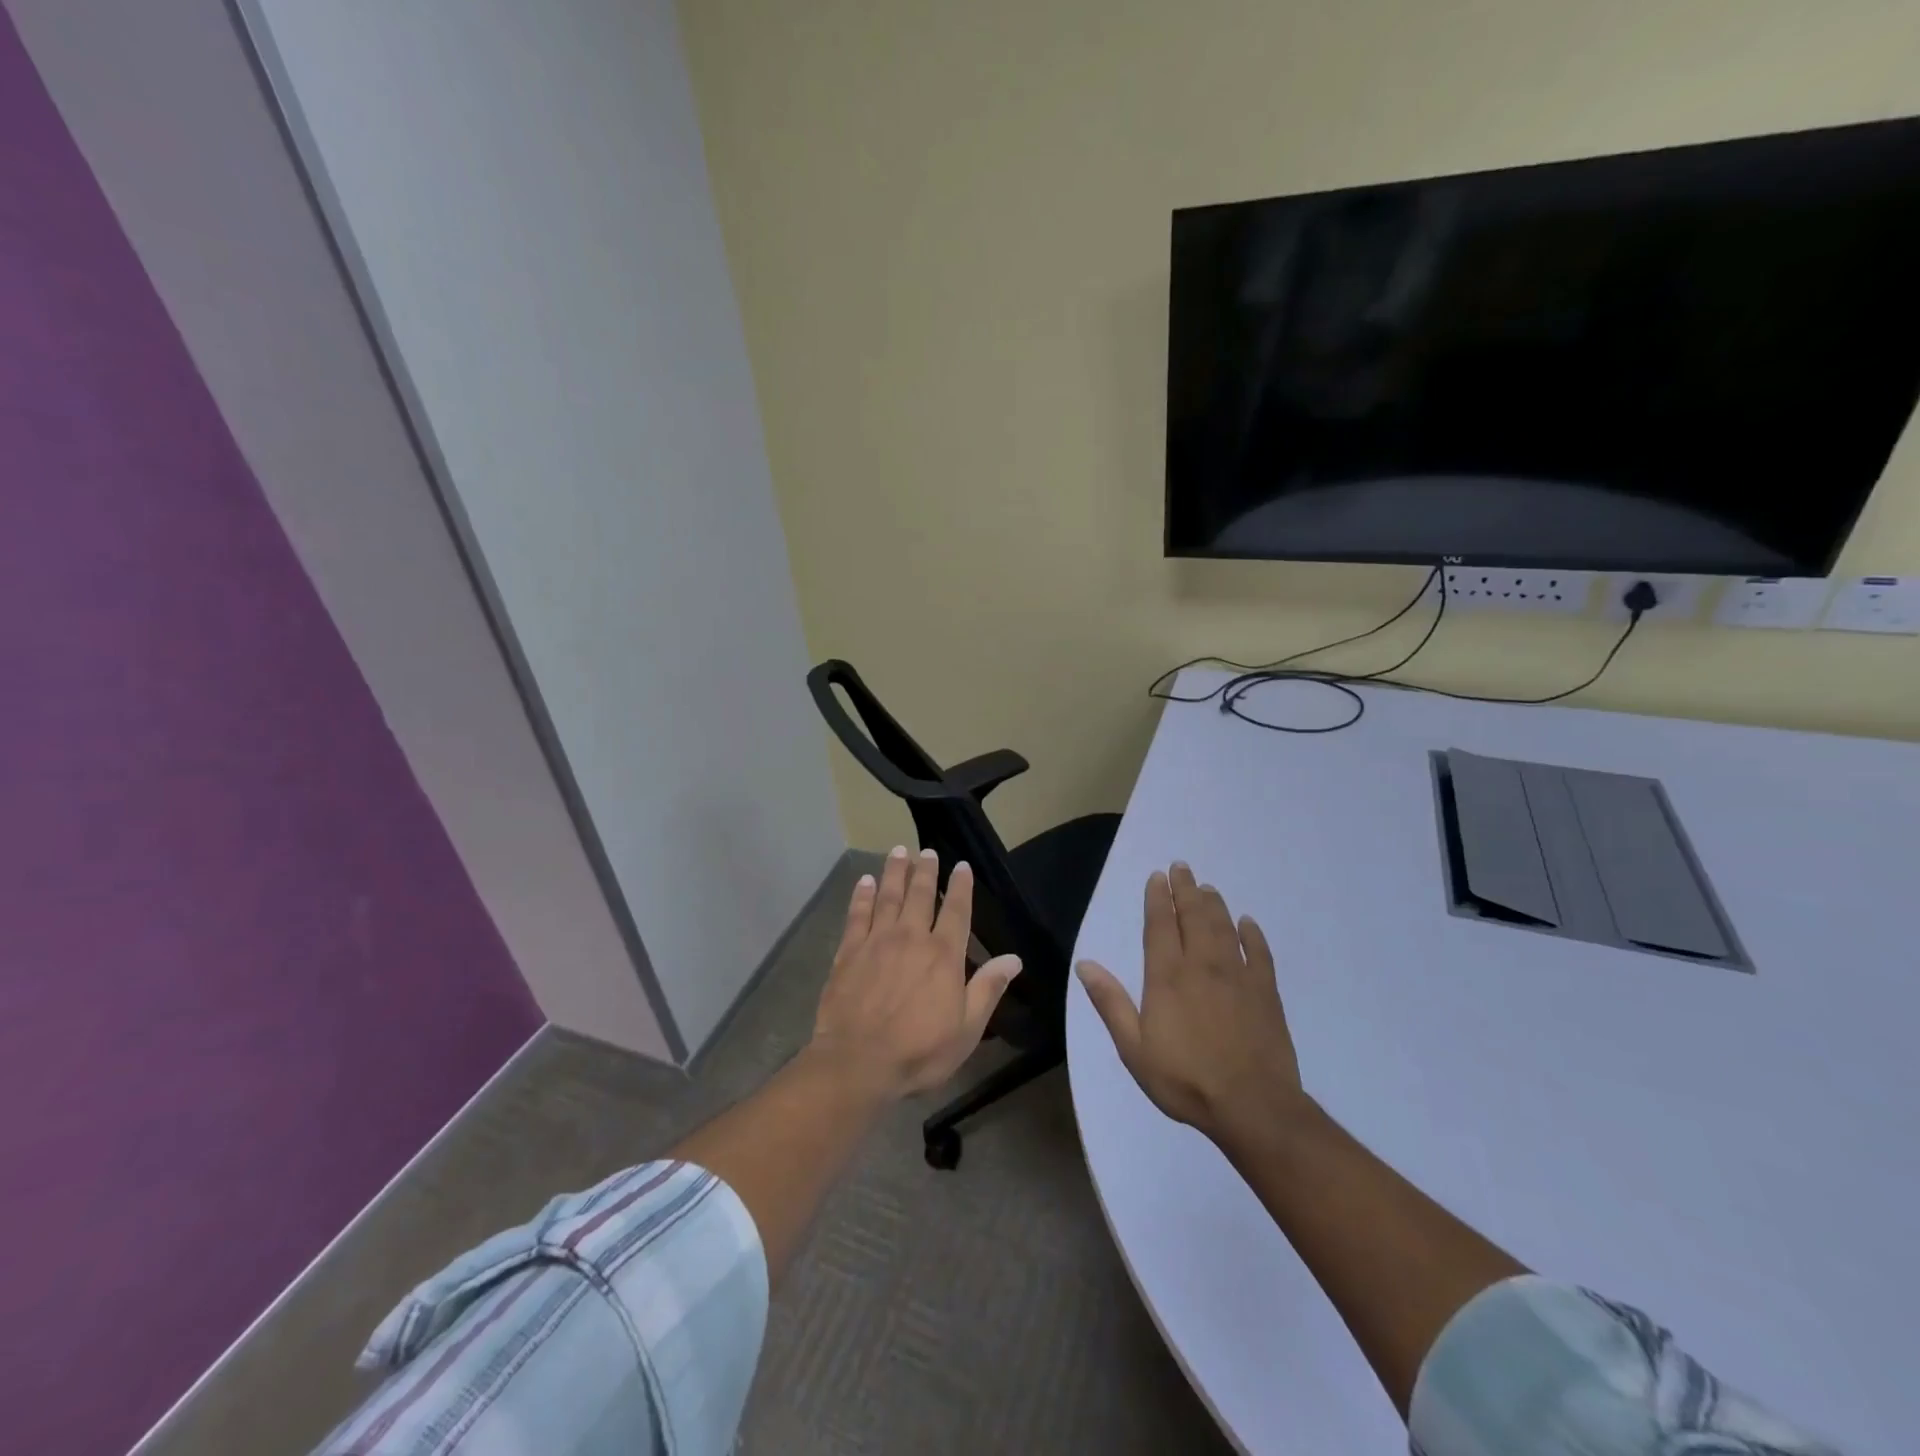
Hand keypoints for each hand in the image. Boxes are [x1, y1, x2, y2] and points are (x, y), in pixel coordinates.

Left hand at [810, 845, 1022, 1100]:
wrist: (858, 1062)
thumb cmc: (919, 1051)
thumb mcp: (967, 1028)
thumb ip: (988, 989)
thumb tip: (1014, 959)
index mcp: (944, 955)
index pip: (957, 911)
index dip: (961, 886)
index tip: (962, 866)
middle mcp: (911, 938)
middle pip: (920, 895)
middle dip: (925, 870)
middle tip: (927, 851)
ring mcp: (877, 941)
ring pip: (888, 896)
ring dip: (894, 872)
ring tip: (898, 852)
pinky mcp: (849, 951)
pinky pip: (857, 914)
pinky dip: (861, 895)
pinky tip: (864, 881)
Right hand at [1077, 862, 1303, 1141]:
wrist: (1252, 1106)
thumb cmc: (1185, 1079)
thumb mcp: (1133, 1048)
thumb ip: (1111, 1003)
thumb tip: (1085, 964)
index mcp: (1168, 976)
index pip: (1160, 926)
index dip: (1157, 898)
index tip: (1157, 877)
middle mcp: (1202, 965)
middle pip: (1193, 917)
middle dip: (1186, 890)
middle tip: (1182, 867)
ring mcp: (1238, 976)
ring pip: (1224, 927)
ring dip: (1214, 904)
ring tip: (1207, 887)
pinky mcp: (1266, 992)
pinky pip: (1260, 952)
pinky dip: (1252, 933)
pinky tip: (1247, 922)